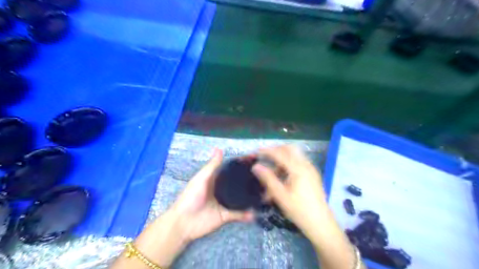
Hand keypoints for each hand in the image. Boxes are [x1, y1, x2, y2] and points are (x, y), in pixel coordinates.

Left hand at [172, 149, 256, 241]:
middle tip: (264, 176)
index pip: (231, 170)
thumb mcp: (201, 179)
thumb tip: (219, 148)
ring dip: (250, 197)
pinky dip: (246, 215)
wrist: (184, 223)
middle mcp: (222, 190)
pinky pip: (239, 214)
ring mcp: (225, 203)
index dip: (241, 165)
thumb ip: (212, 166)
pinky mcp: (226, 216)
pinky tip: (256, 213)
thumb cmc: (190, 198)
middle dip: (249, 180)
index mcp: (216, 180)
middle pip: (238, 184)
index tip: (254, 160)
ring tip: (264, 193)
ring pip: (241, 198)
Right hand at [253, 146, 327, 242]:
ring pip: (294, 156)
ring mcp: (311, 169)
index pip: (280, 153)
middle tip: (265, 157)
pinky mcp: (312, 175)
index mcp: (298, 169)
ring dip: (282, 159)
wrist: (321, 223)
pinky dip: (288, 165)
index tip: (256, 151)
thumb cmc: (299, 210)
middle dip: (276, 150)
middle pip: (290, 149)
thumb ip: (268, 179)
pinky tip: (282, 177)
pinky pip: (298, 163)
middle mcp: (306, 165)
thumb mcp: (280, 196)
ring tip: (272, 173)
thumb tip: (255, 167)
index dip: (267, 151)